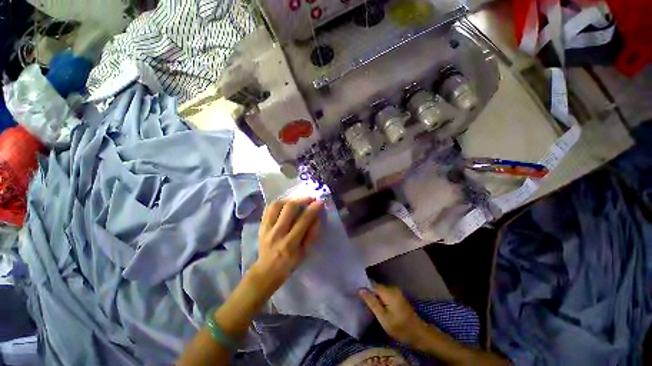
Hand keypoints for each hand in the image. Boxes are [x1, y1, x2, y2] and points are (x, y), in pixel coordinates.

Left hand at [249, 198, 323, 297]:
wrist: (266, 270)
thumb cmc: (289, 264)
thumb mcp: (304, 253)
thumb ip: (311, 234)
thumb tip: (317, 217)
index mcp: (290, 243)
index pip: (303, 220)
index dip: (313, 209)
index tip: (319, 202)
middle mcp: (277, 233)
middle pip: (289, 208)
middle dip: (301, 200)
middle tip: (309, 199)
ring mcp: (266, 228)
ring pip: (277, 205)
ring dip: (289, 200)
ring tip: (297, 201)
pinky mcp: (261, 226)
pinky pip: (268, 208)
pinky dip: (278, 203)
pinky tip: (285, 204)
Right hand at [359, 284, 427, 345]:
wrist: (420, 334)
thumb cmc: (401, 328)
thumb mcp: (384, 318)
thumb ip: (372, 303)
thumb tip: (361, 289)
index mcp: (389, 292)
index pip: (372, 284)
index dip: (363, 287)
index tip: (354, 291)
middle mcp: (392, 288)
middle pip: (376, 286)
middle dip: (368, 291)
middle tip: (359, 299)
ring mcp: (396, 291)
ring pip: (379, 290)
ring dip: (373, 295)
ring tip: (365, 302)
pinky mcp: (397, 296)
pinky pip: (384, 293)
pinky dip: (379, 298)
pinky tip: (375, 304)